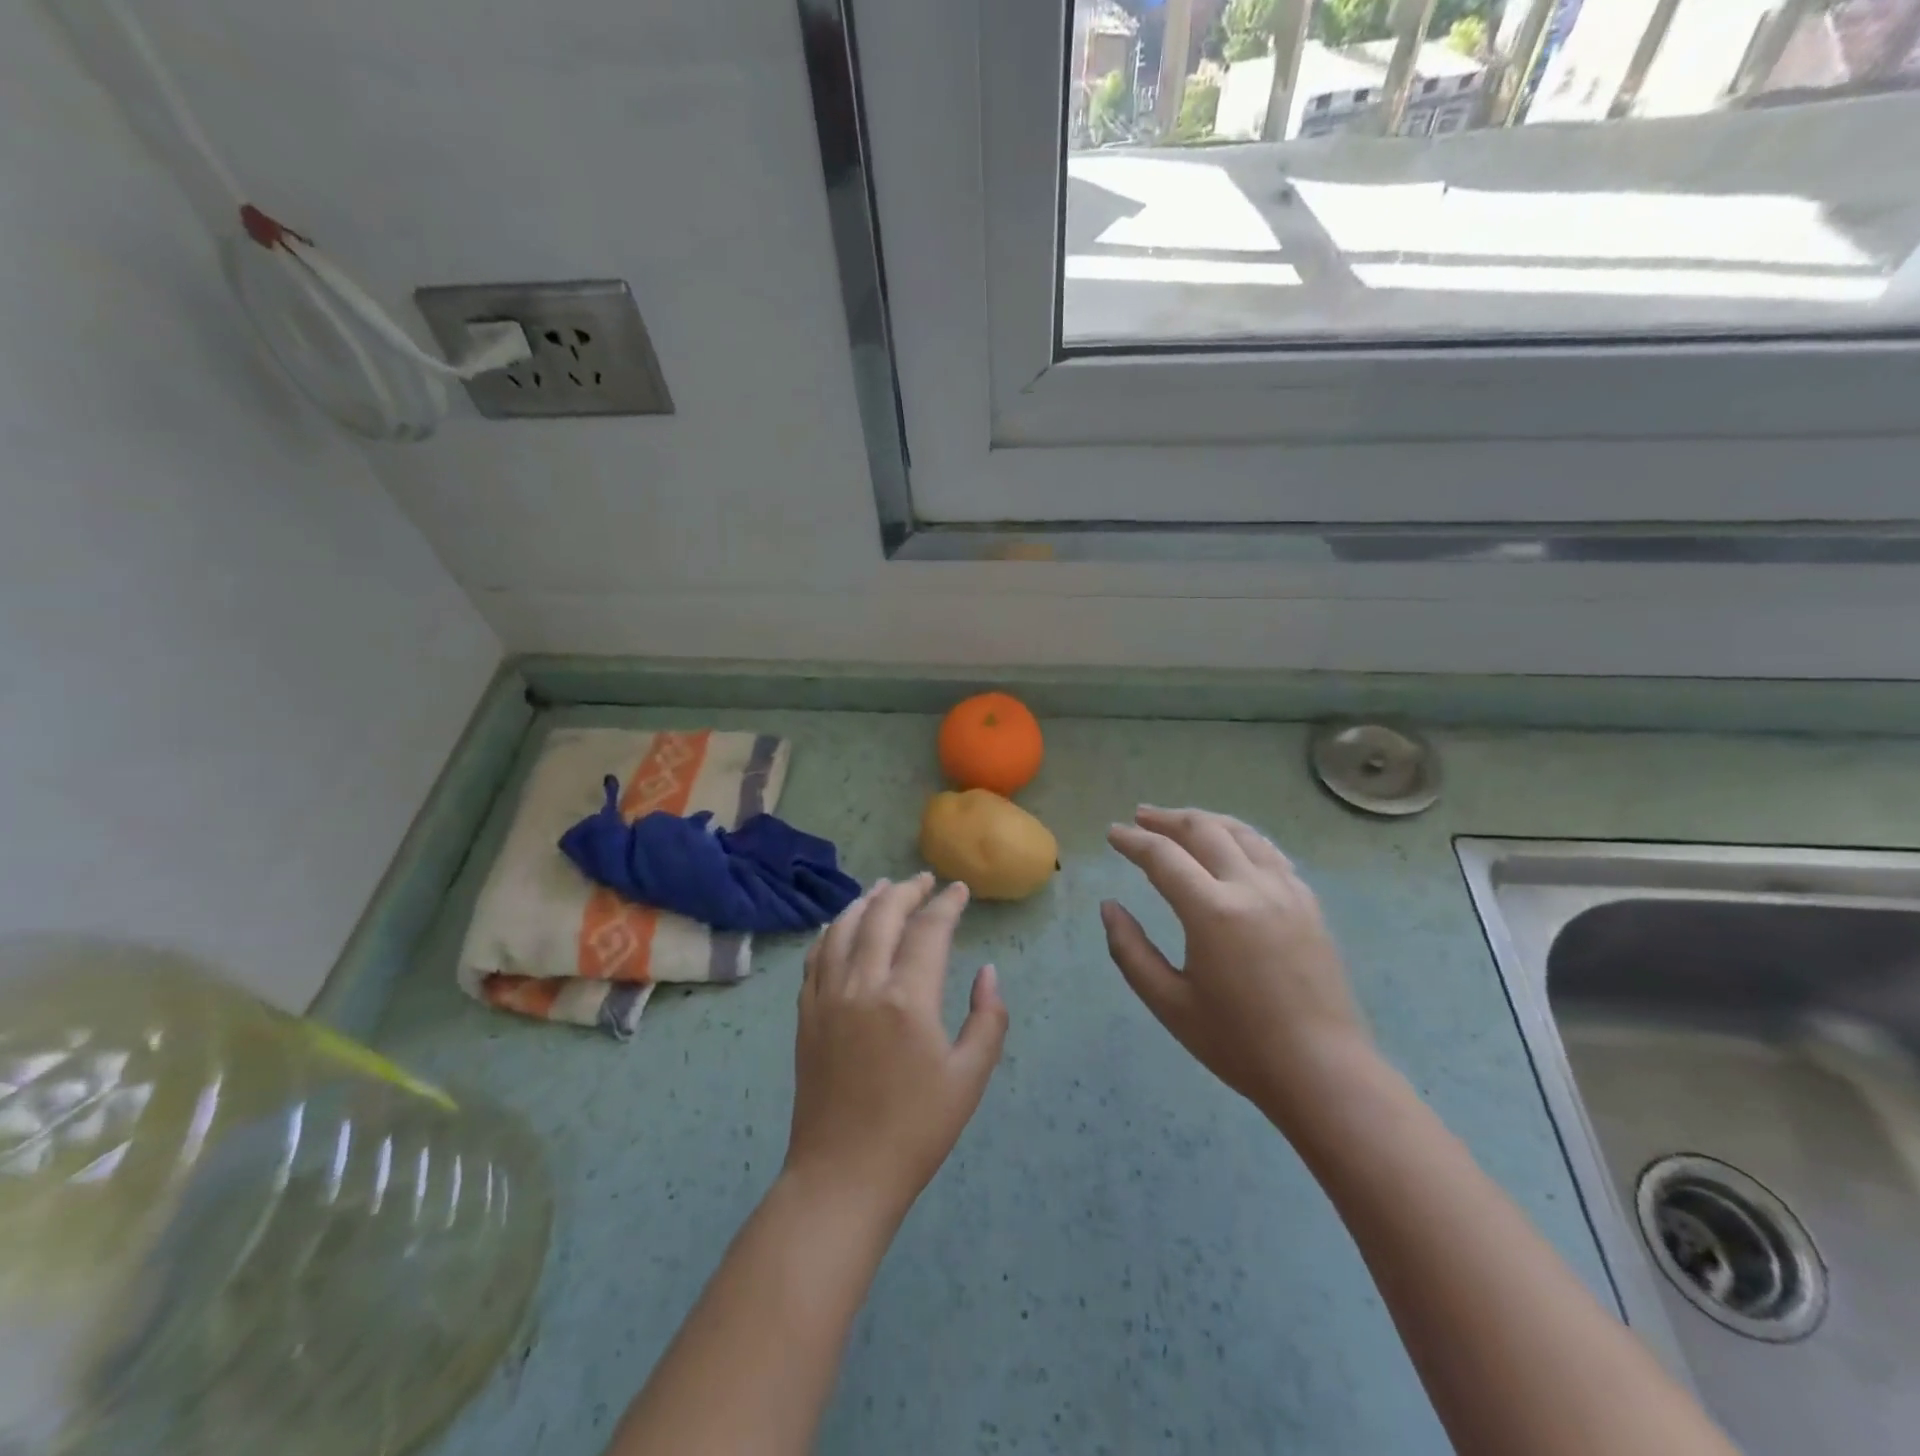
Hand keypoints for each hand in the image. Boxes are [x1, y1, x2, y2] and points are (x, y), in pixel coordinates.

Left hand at [785, 874, 1008, 1221]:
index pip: (928, 930)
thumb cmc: (916, 1130)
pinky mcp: (806, 1014)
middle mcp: (863, 984)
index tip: (959, 890)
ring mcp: (828, 996)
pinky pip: (816, 956)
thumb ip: (987, 1019)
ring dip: (866, 901)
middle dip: (907, 891)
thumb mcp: (969, 1078)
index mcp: (907, 998)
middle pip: (882, 915)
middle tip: (925, 881)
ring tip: (884, 888)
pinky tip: (841, 925)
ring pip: (844, 928)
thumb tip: (987, 972)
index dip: (947, 904)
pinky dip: (832, 930)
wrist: (843, 1175)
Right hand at [1101, 807, 1372, 1130]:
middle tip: (1140, 816)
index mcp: (1212, 912)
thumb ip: (1130, 950)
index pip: (1163, 857)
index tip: (1113, 833)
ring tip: (1181, 820)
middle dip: (1167, 819)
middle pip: (1203, 830)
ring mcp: (1286, 890)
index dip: (1133, 841)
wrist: (1323, 1071)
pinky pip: (1270, 852)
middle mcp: (1250, 887)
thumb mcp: (1168, 1003)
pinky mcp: (1308, 903)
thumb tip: (1109, 907)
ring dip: (1206, 820)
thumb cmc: (1238, 1043)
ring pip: (1241, 833)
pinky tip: (1232, 846)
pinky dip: (1241, 838)